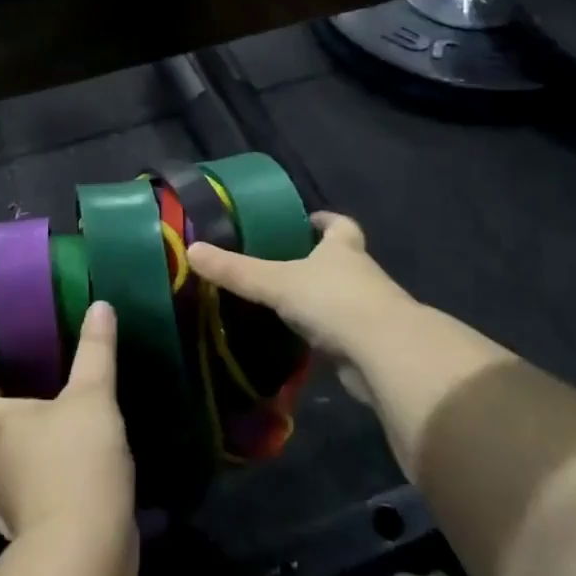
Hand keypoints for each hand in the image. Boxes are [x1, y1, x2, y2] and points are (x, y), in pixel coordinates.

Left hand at [0, 301, 134, 540]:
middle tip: (30, 376)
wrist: (85, 560)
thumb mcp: (92, 397)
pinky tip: (79, 460)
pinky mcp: (36, 530)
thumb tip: (100, 305)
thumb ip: (95, 352)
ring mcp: (9, 503)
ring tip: (62, 414)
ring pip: (7, 459)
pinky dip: (46, 471)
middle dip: (0, 400)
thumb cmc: (75, 465)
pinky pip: (32, 490)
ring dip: (25, 437)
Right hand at [188, 213, 417, 363]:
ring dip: (320, 301)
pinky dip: (323, 336)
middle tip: (283, 263)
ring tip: (284, 303)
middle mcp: (361, 274)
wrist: (384, 355)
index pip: (339, 225)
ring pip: (342, 298)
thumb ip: (236, 270)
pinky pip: (340, 334)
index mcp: (343, 249)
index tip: (307, 220)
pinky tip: (298, 341)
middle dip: (318, 261)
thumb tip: (191, 250)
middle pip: (342, 260)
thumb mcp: (277, 281)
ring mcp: (368, 311)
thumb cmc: (333, 301)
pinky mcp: (368, 346)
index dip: (325, 221)